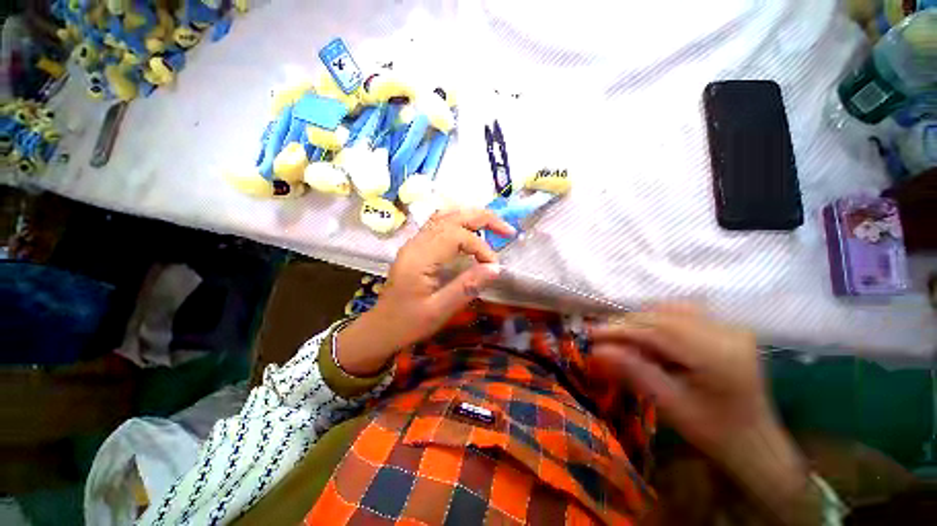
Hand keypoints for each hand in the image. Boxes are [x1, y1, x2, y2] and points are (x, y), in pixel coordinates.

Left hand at [336, 208, 514, 375]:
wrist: (381, 327)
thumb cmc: (408, 323)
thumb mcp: (439, 310)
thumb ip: (466, 287)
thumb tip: (496, 268)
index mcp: (420, 257)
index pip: (457, 235)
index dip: (481, 247)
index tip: (493, 266)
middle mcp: (417, 243)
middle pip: (452, 217)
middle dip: (483, 219)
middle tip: (507, 231)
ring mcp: (416, 243)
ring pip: (446, 216)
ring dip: (472, 218)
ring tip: (494, 228)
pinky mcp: (417, 247)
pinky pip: (441, 225)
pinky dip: (461, 224)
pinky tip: (472, 233)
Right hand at [591, 305, 822, 525]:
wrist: (755, 440)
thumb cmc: (714, 432)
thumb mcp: (670, 406)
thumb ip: (634, 373)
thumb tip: (596, 351)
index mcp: (719, 357)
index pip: (658, 331)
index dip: (620, 330)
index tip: (592, 334)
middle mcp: (727, 332)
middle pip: (663, 316)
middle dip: (627, 324)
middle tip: (601, 335)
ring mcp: (729, 326)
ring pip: (671, 309)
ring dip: (640, 319)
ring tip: (621, 335)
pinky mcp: (726, 327)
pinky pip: (683, 312)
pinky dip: (657, 318)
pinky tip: (647, 333)